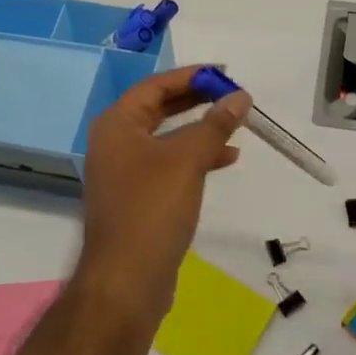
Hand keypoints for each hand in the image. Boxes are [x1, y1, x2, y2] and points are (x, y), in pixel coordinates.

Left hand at [76, 66, 251, 331]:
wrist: (126, 280)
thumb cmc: (152, 208)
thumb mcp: (187, 160)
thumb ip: (214, 124)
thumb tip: (240, 97)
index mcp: (116, 125)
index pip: (155, 86)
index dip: (190, 76)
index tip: (224, 73)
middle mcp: (115, 143)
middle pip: (159, 109)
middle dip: (197, 101)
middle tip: (232, 95)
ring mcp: (124, 172)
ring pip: (167, 139)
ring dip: (200, 130)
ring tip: (236, 126)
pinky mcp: (138, 198)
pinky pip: (169, 165)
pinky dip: (195, 158)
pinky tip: (226, 159)